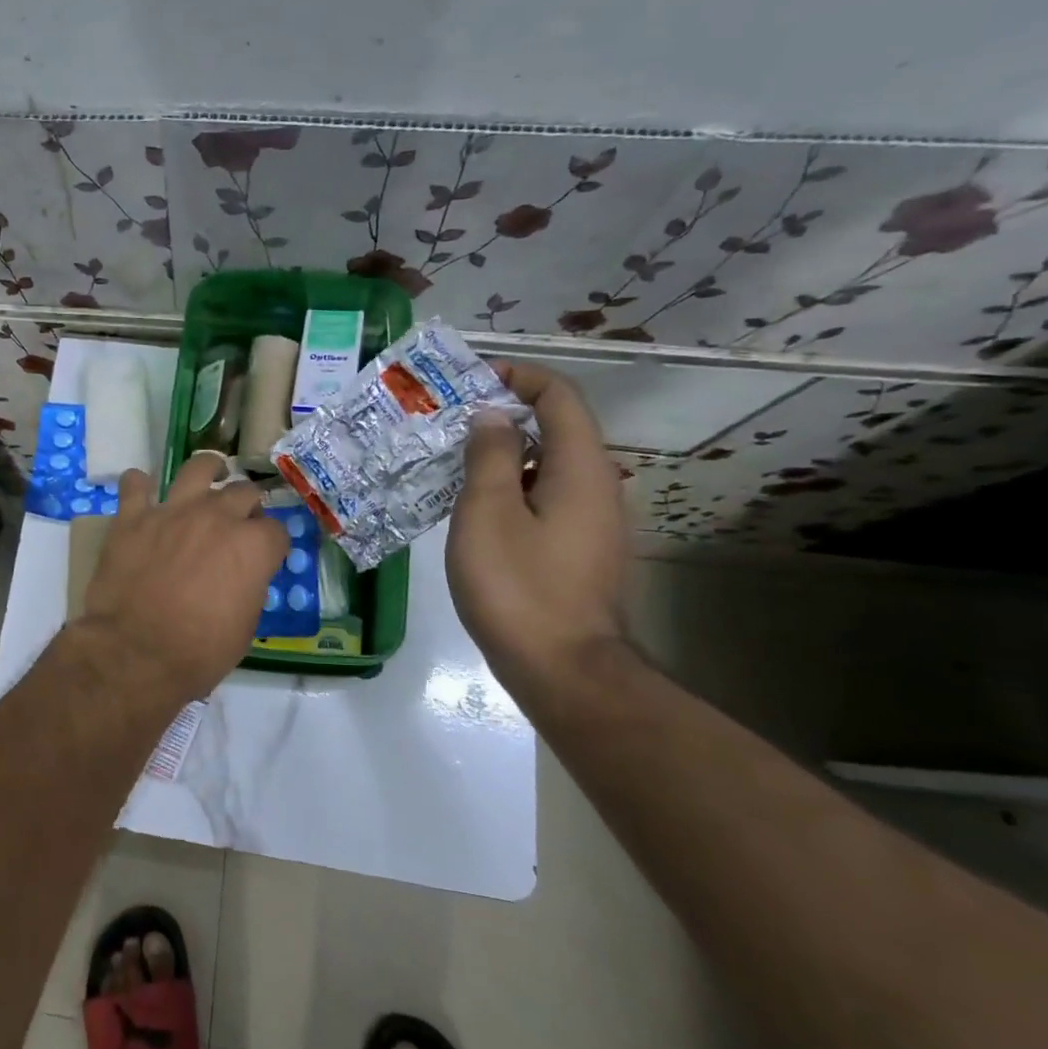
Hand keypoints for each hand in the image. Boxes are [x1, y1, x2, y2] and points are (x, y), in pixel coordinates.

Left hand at [77, 454, 288, 707]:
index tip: (266, 555)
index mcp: (251, 546)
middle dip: (246, 505)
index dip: (272, 544)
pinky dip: (139, 485)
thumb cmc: (198, 652)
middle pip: (242, 492)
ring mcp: (172, 511)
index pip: (276, 530)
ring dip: (207, 470)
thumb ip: (249, 588)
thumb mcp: (245, 628)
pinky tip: (141, 491)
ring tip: (209, 475)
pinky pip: (135, 485)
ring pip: (197, 469)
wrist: (134, 652)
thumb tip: (243, 577)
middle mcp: (216, 517)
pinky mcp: (132, 517)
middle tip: (238, 522)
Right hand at [445, 361, 627, 697]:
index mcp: (580, 469)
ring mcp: (593, 524)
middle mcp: (598, 488)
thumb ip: (490, 456)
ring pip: (548, 469)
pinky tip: (473, 513)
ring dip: (504, 457)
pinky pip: (546, 501)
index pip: (560, 397)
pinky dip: (512, 490)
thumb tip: (493, 417)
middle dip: (504, 417)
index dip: (519, 377)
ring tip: (451, 467)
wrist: (564, 671)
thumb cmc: (519, 586)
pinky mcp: (580, 553)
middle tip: (449, 426)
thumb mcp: (488, 512)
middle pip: (556, 430)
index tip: (471, 382)